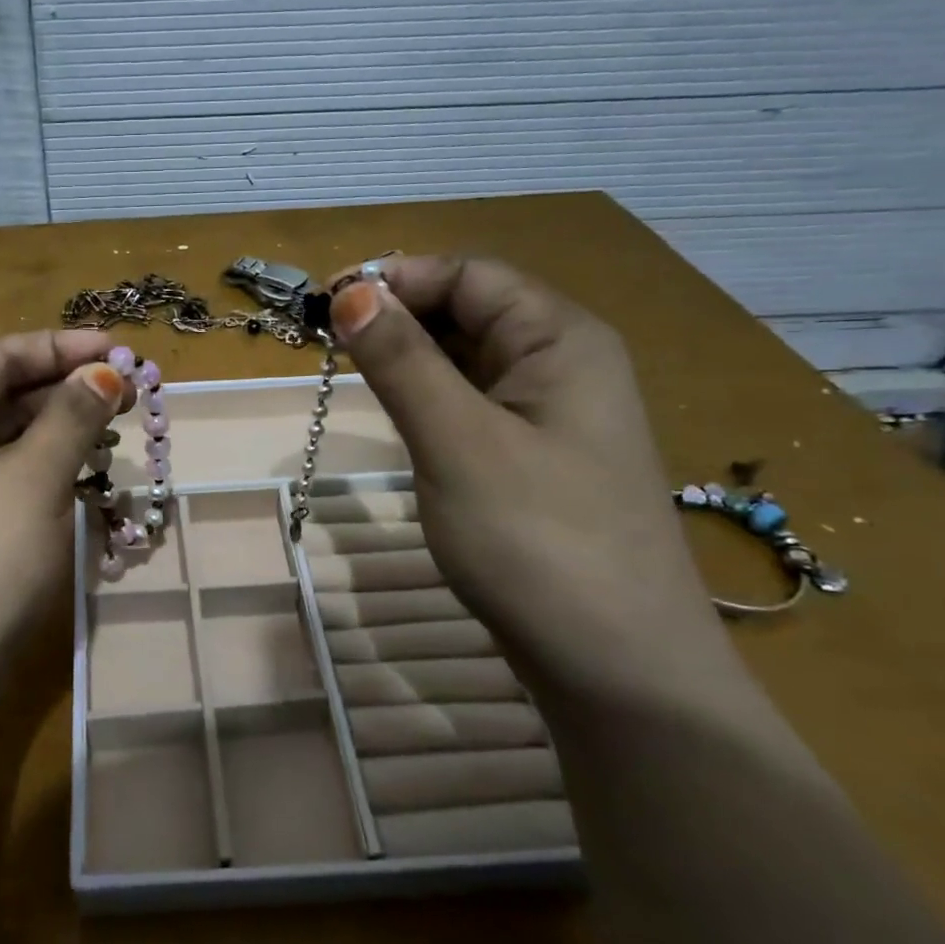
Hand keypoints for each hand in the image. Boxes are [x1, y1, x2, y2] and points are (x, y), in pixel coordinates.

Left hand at [0, 329, 123, 698]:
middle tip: (128, 392)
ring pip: (8, 437)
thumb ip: (71, 417)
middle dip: (66, 389)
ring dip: (61, 430)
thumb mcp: (33, 480)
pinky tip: (86, 473)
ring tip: (116, 428)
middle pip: (3, 394)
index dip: (61, 347)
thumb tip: (105, 371)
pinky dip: (47, 468)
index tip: (119, 349)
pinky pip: (6, 476)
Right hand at [328, 255, 734, 704]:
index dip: (397, 278)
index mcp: (561, 339)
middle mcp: (563, 363)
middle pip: (470, 310)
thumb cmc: (538, 541)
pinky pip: (473, 404)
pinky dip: (428, 399)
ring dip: (409, 358)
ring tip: (352, 377)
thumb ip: (402, 361)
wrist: (618, 668)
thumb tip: (350, 292)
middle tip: (328, 343)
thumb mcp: (457, 441)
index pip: (470, 275)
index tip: (327, 305)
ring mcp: (551, 415)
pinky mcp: (533, 458)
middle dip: (399, 317)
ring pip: (467, 360)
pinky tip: (398, 418)